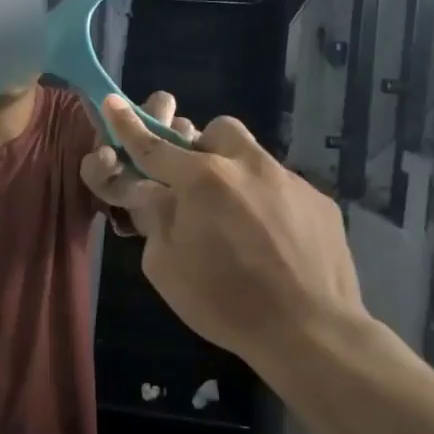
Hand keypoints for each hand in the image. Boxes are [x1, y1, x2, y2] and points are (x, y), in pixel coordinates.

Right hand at [88, 95, 372, 366]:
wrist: (312, 332)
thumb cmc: (226, 302)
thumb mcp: (166, 267)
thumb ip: (156, 219)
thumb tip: (154, 192)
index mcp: (202, 181)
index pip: (153, 146)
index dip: (128, 124)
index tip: (113, 101)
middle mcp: (247, 167)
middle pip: (218, 130)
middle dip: (203, 147)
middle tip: (198, 184)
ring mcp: (289, 181)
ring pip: (254, 156)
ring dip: (237, 173)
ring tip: (239, 218)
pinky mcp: (320, 201)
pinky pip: (284, 187)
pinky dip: (270, 202)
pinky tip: (274, 242)